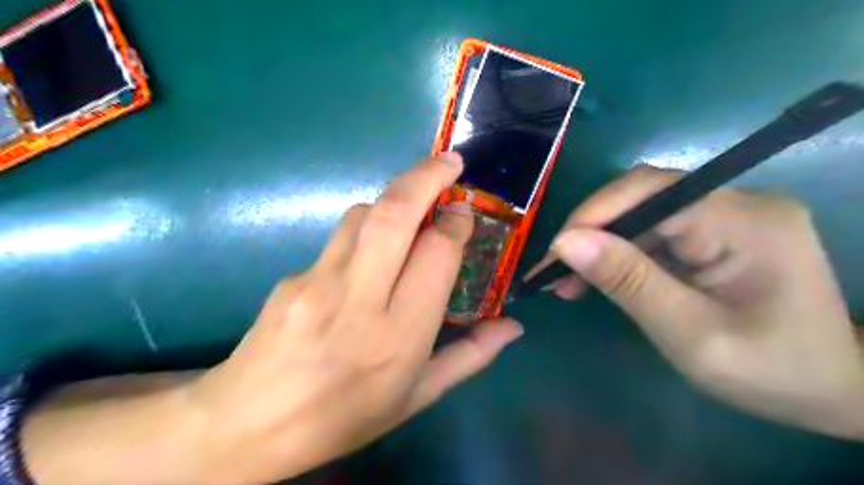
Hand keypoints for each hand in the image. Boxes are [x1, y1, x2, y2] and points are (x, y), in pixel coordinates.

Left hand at [192, 153, 522, 481]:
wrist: (252, 425)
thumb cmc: (346, 415)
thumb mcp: (418, 397)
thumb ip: (469, 356)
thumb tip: (513, 326)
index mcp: (399, 335)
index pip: (436, 253)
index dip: (456, 223)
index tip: (464, 213)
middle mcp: (359, 299)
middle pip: (395, 215)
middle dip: (426, 177)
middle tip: (451, 162)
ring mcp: (317, 282)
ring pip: (363, 215)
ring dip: (394, 200)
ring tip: (413, 209)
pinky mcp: (292, 276)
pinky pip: (338, 238)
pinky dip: (364, 229)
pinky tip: (369, 254)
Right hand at [531, 164, 863, 440]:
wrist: (833, 388)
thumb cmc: (770, 371)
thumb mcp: (690, 334)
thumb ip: (628, 282)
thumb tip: (566, 242)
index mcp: (744, 221)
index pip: (651, 192)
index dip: (594, 216)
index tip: (554, 254)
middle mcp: (737, 202)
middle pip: (642, 197)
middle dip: (591, 231)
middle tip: (554, 272)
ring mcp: (726, 214)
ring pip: (641, 214)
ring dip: (600, 244)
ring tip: (566, 282)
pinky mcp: (715, 231)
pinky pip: (653, 231)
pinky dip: (618, 253)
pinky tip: (596, 278)